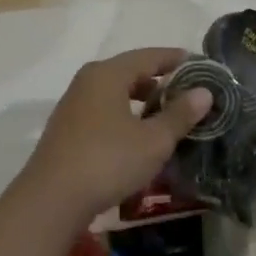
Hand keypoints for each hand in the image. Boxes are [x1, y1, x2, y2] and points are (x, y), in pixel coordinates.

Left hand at [18, 48, 211, 221]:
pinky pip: (104, 111)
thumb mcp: (153, 140)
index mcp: (108, 74)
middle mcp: (87, 82)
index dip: (177, 60)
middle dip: (160, 81)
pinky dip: (125, 116)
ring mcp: (74, 106)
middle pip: (130, 72)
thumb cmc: (108, 161)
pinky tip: (139, 137)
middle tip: (188, 94)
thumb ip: (179, 114)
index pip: (149, 56)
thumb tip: (204, 92)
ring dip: (142, 101)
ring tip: (167, 116)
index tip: (201, 66)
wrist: (51, 200)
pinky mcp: (68, 130)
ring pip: (116, 93)